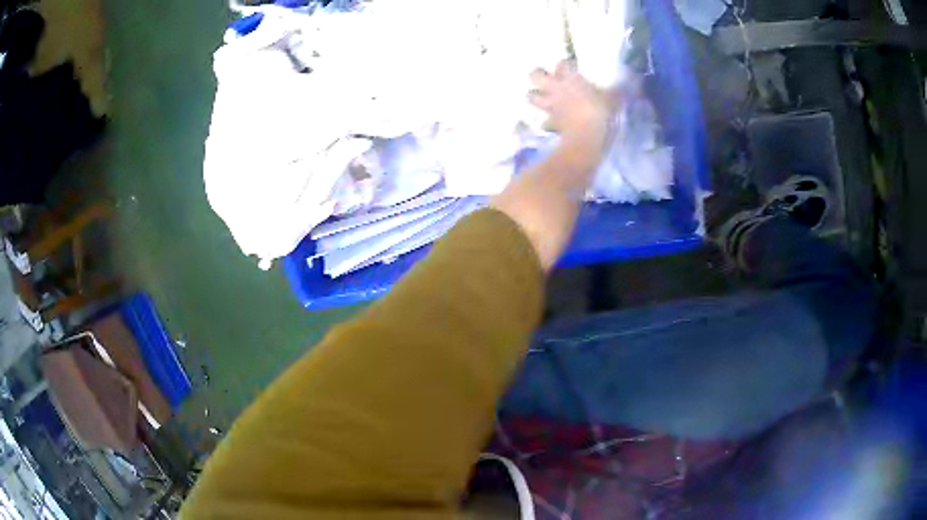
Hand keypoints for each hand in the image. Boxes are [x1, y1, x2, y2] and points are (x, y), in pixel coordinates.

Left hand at [528, 61, 615, 153]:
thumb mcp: (614, 99)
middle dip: (537, 75)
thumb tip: (636, 80)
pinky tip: (551, 123)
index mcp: (570, 78)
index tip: (571, 67)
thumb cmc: (600, 113)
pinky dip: (546, 122)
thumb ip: (619, 90)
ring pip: (531, 97)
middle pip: (535, 75)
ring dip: (534, 97)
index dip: (565, 64)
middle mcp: (556, 88)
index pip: (562, 63)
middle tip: (545, 78)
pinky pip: (543, 121)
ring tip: (541, 98)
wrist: (586, 138)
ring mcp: (550, 105)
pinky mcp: (550, 122)